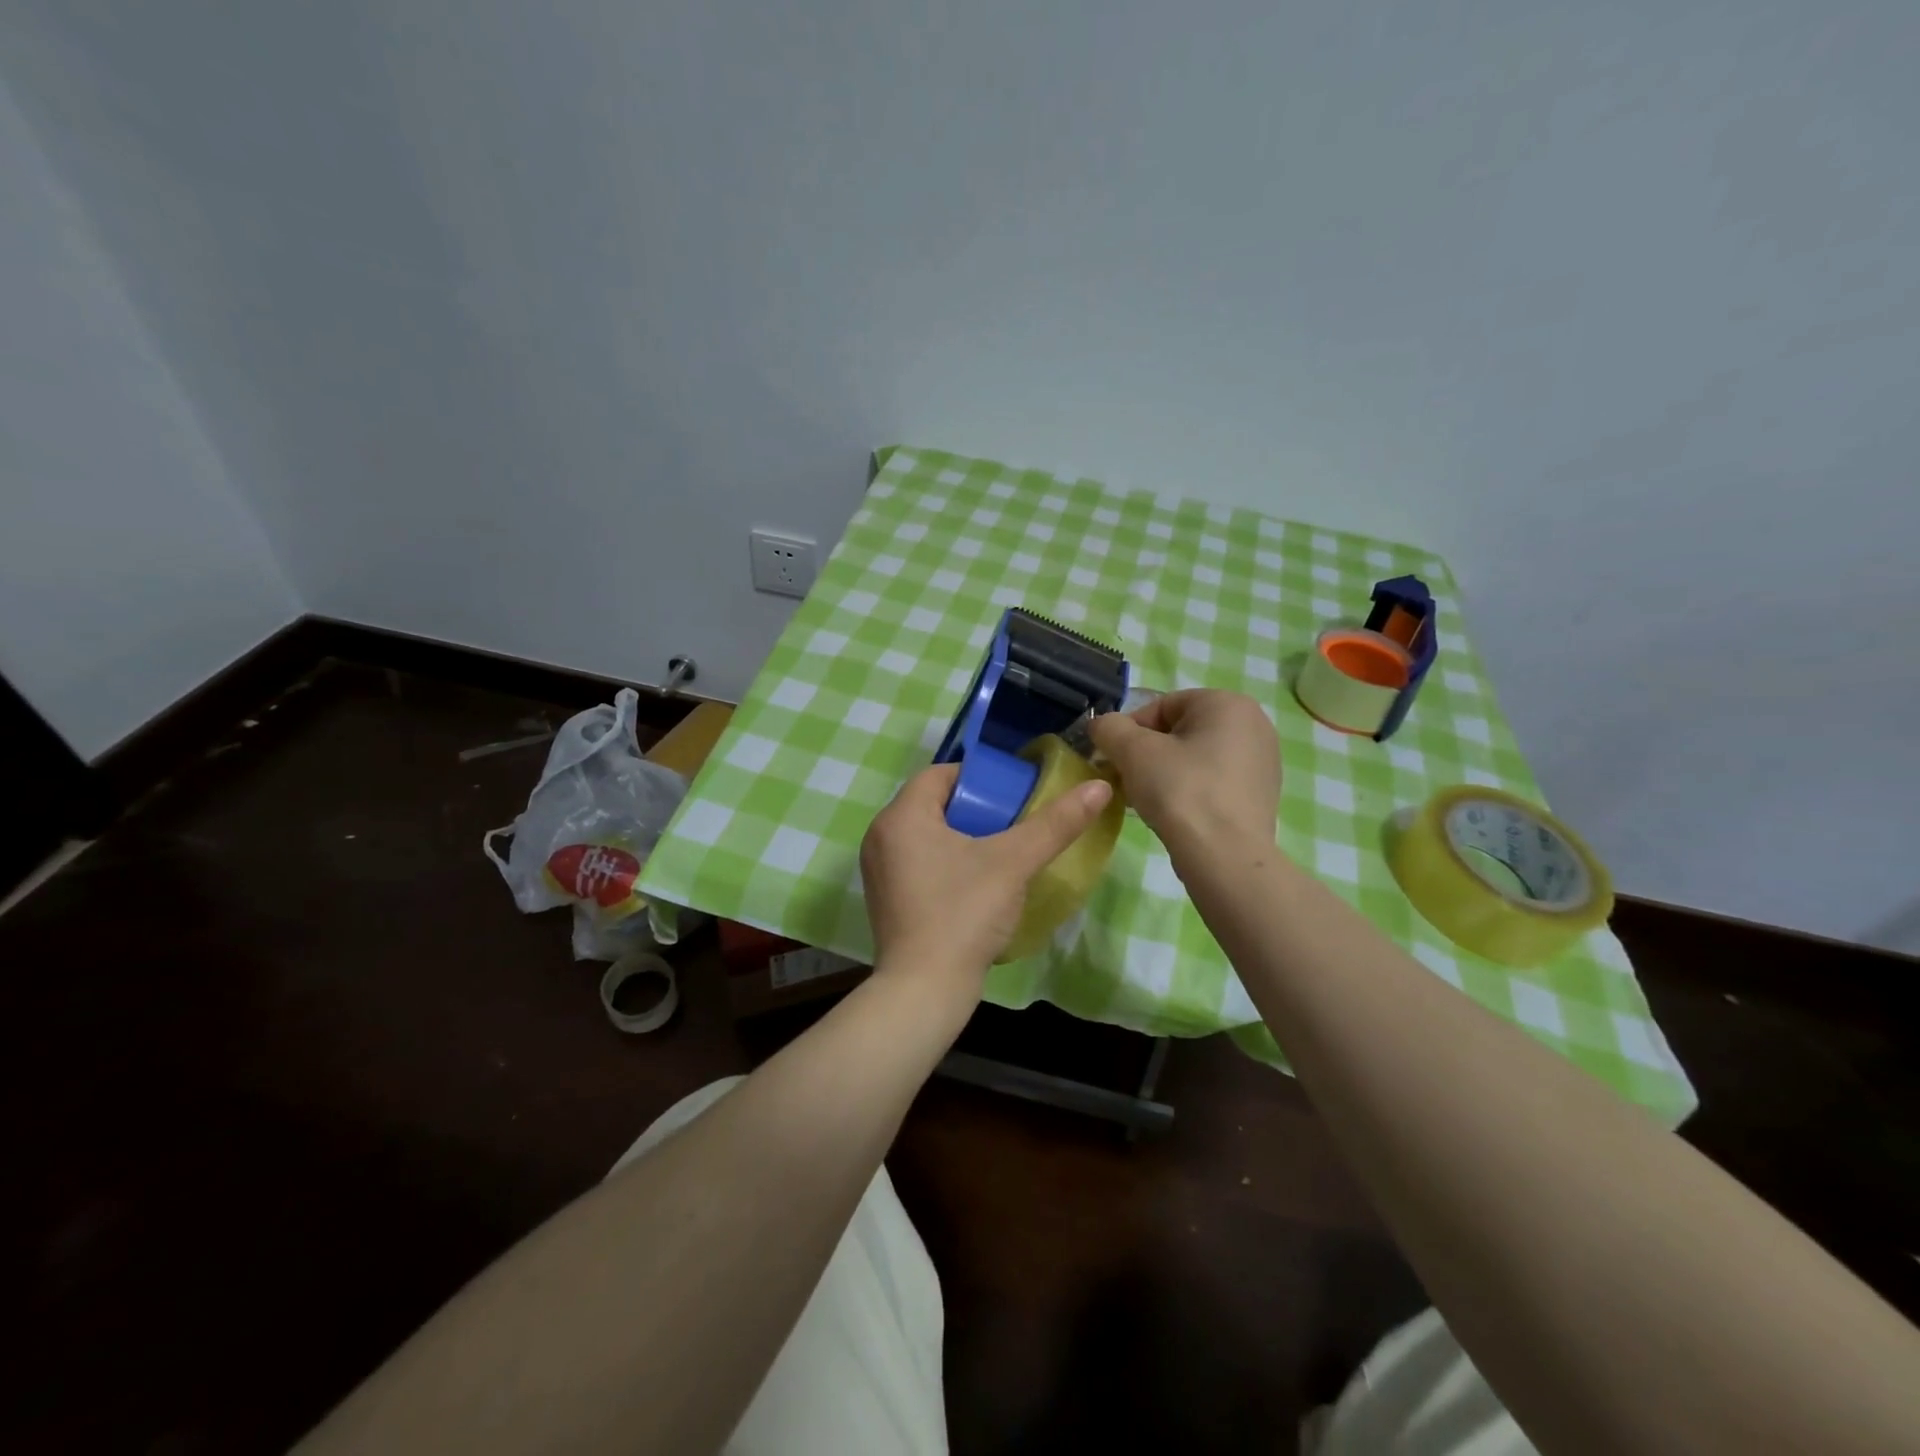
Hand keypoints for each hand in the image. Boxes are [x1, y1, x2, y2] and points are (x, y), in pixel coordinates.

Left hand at [860, 762, 1112, 992]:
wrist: (924, 990)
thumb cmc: (963, 914)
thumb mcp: (1013, 863)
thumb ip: (1055, 824)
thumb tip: (1099, 787)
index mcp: (901, 816)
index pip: (940, 774)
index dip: (979, 777)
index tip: (1013, 793)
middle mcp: (881, 835)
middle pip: (933, 803)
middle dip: (975, 807)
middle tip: (1014, 822)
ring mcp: (879, 870)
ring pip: (926, 834)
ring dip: (962, 836)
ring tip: (1001, 851)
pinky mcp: (886, 898)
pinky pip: (918, 861)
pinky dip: (946, 861)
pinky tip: (976, 882)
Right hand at [1089, 689, 1279, 859]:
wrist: (1224, 857)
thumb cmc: (1180, 790)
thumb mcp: (1132, 751)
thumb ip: (1109, 728)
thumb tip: (1101, 726)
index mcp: (1228, 703)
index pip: (1162, 706)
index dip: (1129, 730)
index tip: (1112, 758)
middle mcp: (1254, 724)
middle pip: (1180, 731)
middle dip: (1146, 753)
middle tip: (1125, 780)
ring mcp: (1262, 762)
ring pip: (1196, 757)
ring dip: (1164, 773)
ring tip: (1145, 800)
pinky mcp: (1261, 795)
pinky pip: (1214, 781)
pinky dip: (1189, 790)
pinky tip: (1173, 814)